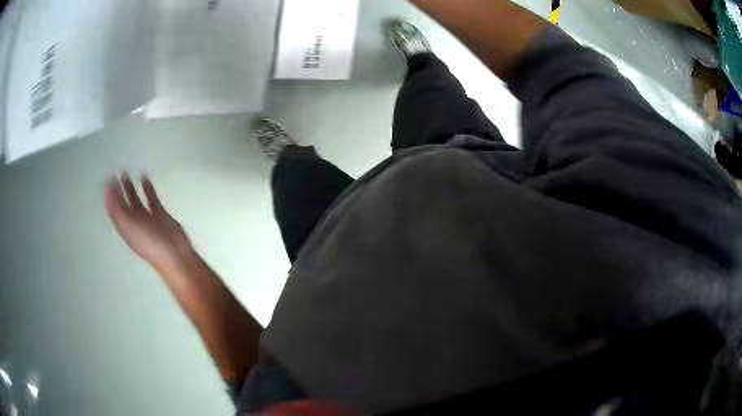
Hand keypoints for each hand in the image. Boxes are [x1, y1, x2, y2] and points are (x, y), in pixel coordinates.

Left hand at [105, 173, 192, 269]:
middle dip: (118, 189)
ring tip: (126, 173)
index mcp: (124, 227)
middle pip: (123, 203)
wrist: (175, 253)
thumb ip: (117, 210)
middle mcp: (133, 222)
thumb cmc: (150, 242)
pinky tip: (144, 177)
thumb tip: (108, 193)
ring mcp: (146, 218)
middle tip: (115, 173)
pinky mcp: (159, 213)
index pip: (114, 209)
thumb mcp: (129, 227)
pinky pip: (151, 198)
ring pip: (135, 200)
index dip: (109, 195)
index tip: (108, 178)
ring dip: (130, 187)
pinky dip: (147, 188)